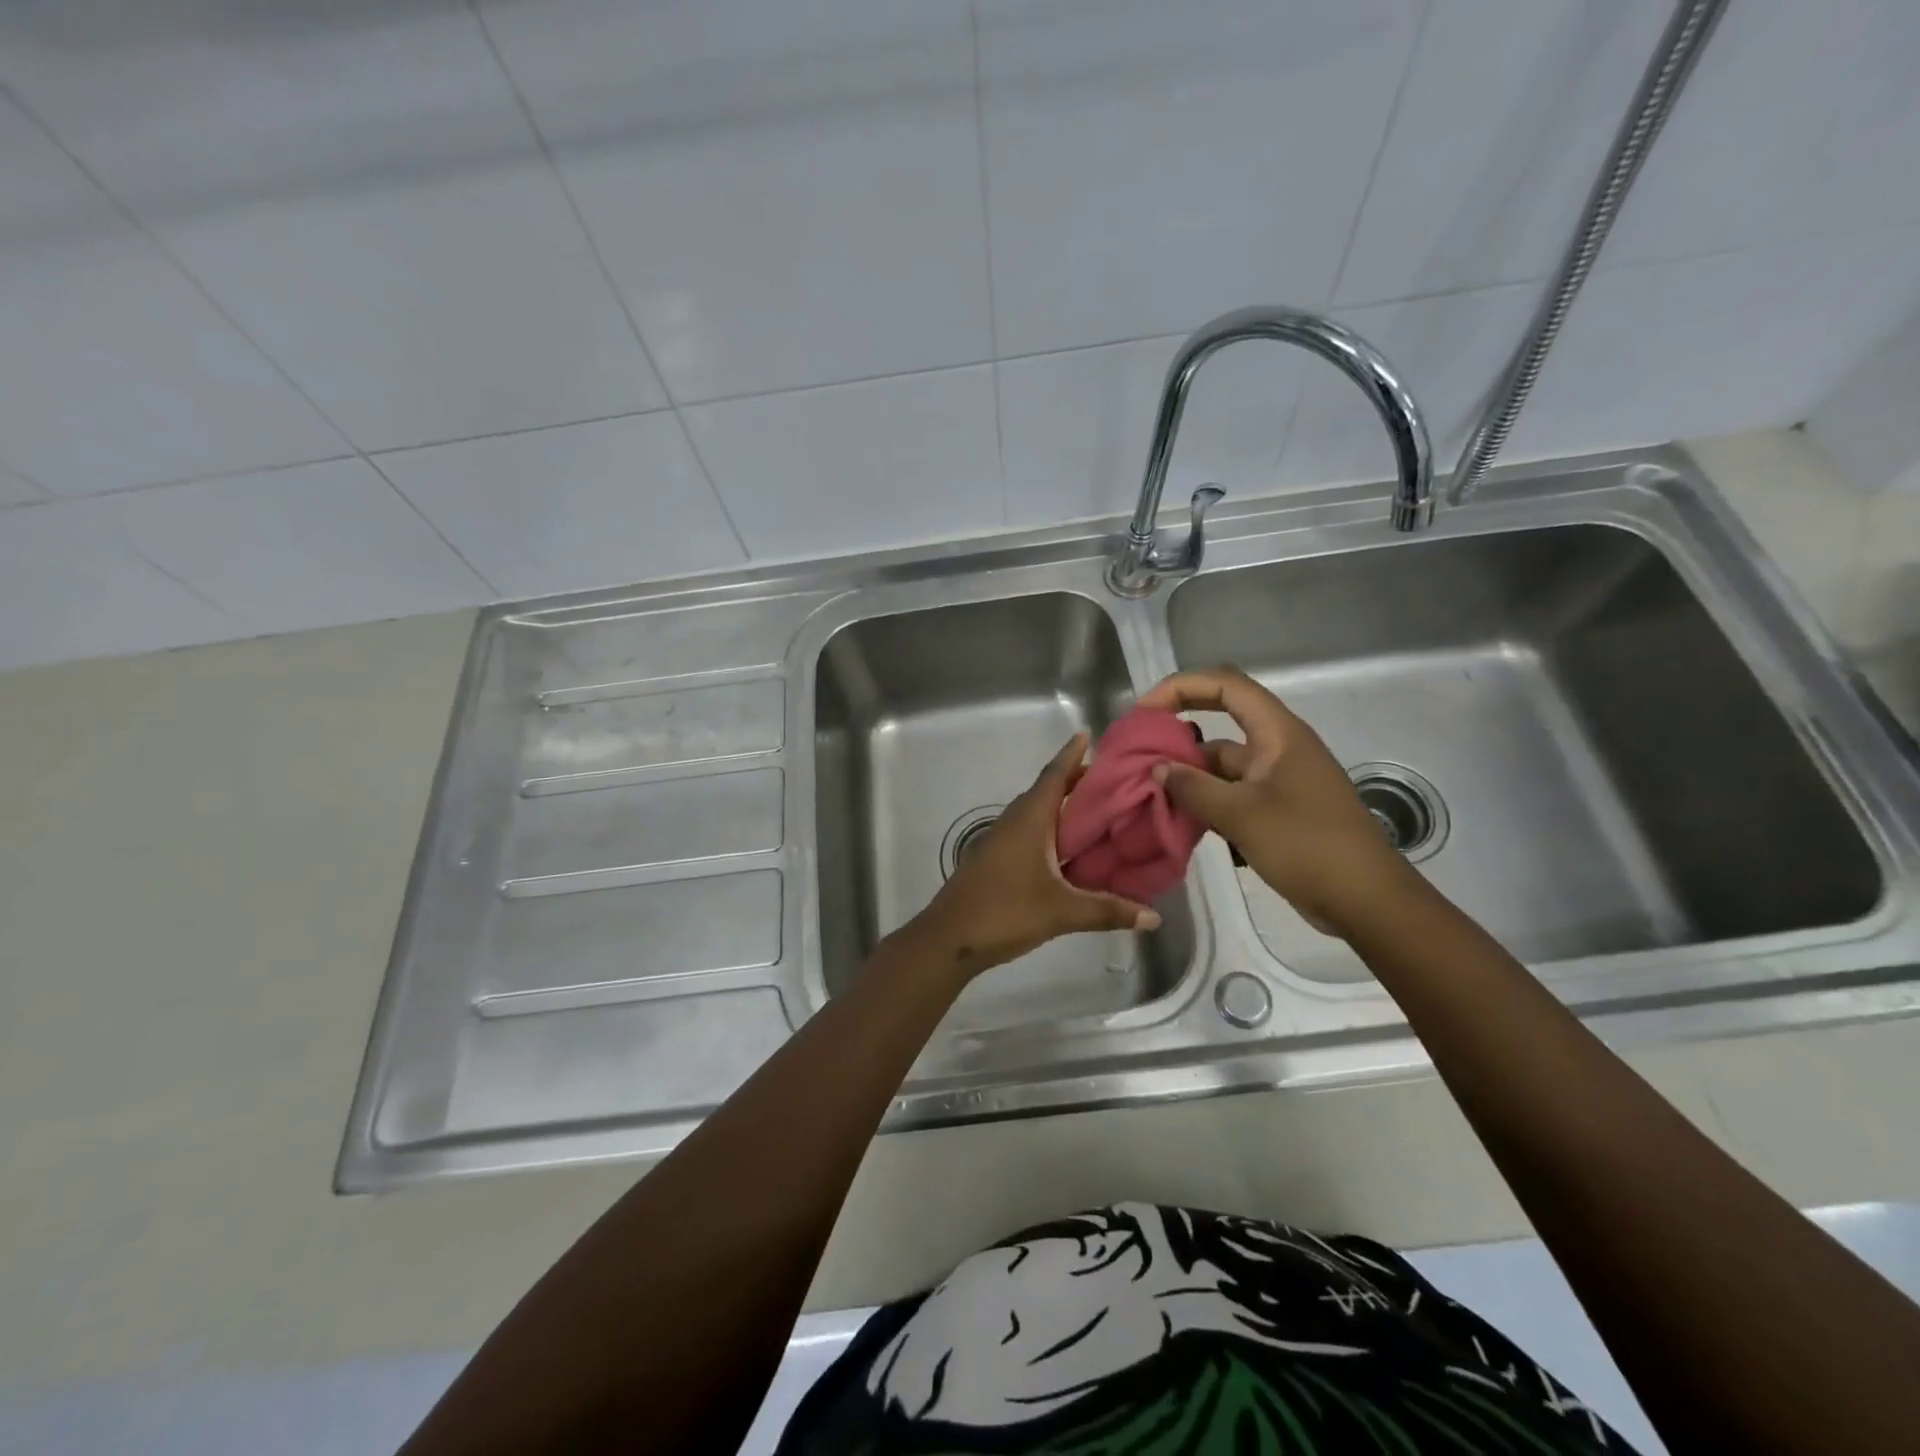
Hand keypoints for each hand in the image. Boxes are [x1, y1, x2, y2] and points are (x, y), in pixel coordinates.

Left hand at [905, 734, 1160, 977]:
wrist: (948, 938)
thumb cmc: (1004, 912)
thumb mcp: (1061, 912)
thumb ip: (1108, 911)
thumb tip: (1154, 918)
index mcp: (1029, 819)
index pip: (1054, 776)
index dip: (1071, 754)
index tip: (1087, 734)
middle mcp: (1014, 822)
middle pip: (1047, 791)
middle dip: (1076, 781)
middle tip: (1111, 780)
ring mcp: (1001, 841)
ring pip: (1036, 813)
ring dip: (1063, 807)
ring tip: (1097, 811)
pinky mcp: (995, 860)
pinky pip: (1029, 833)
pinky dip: (1051, 831)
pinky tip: (1067, 850)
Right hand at [1137, 666, 1421, 939]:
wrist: (1366, 901)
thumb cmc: (1308, 846)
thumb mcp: (1242, 815)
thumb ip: (1194, 788)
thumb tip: (1158, 769)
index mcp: (1278, 733)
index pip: (1226, 686)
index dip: (1182, 687)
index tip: (1145, 712)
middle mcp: (1277, 748)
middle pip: (1220, 723)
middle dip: (1178, 733)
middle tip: (1139, 753)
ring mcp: (1277, 780)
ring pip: (1222, 764)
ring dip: (1188, 774)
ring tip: (1149, 791)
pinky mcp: (1276, 810)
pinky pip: (1231, 793)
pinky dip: (1205, 800)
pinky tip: (1178, 818)